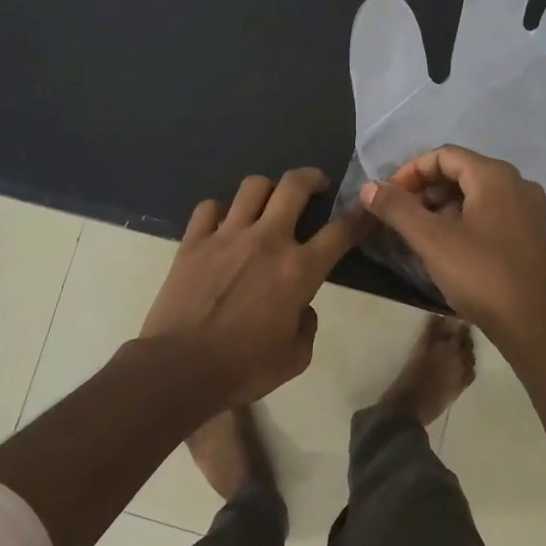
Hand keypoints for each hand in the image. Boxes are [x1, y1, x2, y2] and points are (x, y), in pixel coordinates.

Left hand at [141, 168, 368, 407]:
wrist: (179, 368)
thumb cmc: (243, 368)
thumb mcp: (295, 358)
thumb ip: (307, 326)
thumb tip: (301, 307)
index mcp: (298, 270)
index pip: (340, 232)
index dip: (359, 217)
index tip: (366, 209)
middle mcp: (266, 240)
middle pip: (294, 186)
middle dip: (312, 178)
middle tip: (317, 185)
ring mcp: (226, 235)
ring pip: (252, 187)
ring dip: (268, 188)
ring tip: (269, 200)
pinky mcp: (193, 240)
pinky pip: (209, 207)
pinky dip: (220, 210)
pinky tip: (223, 223)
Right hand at [362, 146, 545, 347]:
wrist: (531, 325)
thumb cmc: (480, 275)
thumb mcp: (431, 240)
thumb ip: (397, 209)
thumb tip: (368, 187)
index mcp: (495, 177)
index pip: (444, 155)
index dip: (410, 171)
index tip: (387, 196)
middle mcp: (516, 183)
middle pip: (460, 171)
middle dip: (424, 188)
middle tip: (397, 213)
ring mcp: (527, 209)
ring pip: (474, 192)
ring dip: (440, 204)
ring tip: (415, 229)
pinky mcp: (529, 232)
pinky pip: (488, 210)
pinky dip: (461, 217)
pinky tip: (443, 242)